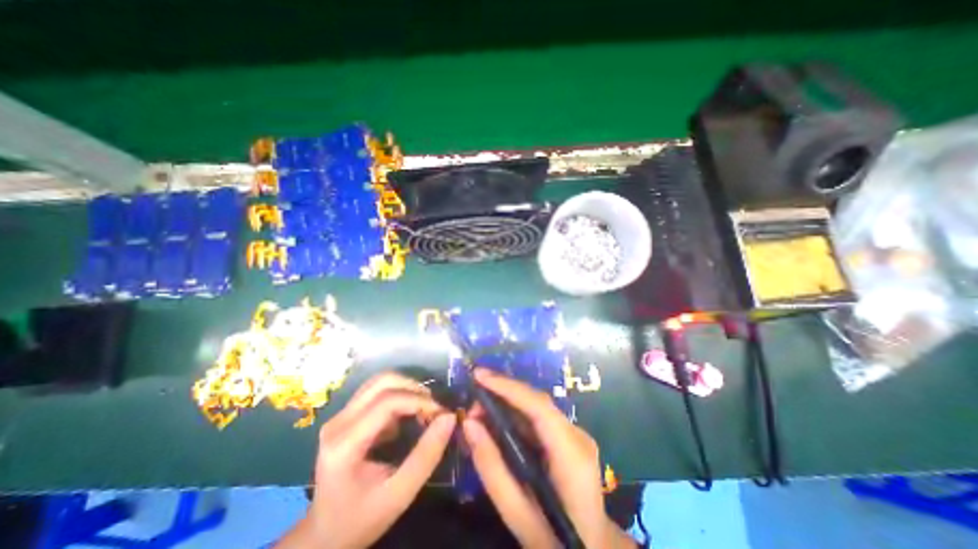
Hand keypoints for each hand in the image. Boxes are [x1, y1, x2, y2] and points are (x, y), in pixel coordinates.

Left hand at [277, 373, 455, 548]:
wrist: (325, 535)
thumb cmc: (362, 519)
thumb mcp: (400, 493)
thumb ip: (427, 455)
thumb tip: (449, 418)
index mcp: (344, 443)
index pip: (387, 402)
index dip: (419, 401)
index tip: (441, 413)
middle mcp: (338, 421)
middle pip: (382, 382)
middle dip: (414, 388)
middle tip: (433, 408)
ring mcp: (340, 416)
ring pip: (380, 382)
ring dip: (407, 389)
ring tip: (423, 408)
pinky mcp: (346, 415)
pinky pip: (376, 391)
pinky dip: (398, 395)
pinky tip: (407, 416)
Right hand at [463, 369, 639, 547]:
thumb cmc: (554, 540)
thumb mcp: (516, 511)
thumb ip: (491, 466)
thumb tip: (468, 423)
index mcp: (571, 454)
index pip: (539, 407)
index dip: (508, 387)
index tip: (478, 376)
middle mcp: (577, 435)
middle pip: (537, 402)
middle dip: (503, 393)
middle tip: (472, 400)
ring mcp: (576, 434)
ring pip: (536, 406)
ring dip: (507, 402)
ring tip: (479, 410)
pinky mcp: (569, 437)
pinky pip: (539, 418)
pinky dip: (515, 414)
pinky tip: (497, 419)